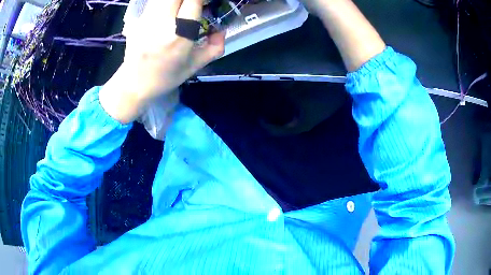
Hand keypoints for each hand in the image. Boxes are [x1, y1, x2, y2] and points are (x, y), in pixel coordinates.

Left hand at [100, 0, 224, 123]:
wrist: (134, 84)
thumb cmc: (166, 77)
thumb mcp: (195, 66)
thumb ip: (215, 47)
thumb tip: (221, 30)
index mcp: (179, 35)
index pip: (193, 0)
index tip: (205, 3)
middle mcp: (162, 22)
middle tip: (193, 4)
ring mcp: (146, 19)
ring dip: (176, 0)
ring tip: (180, 8)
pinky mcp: (137, 19)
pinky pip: (154, 2)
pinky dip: (164, 3)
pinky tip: (168, 11)